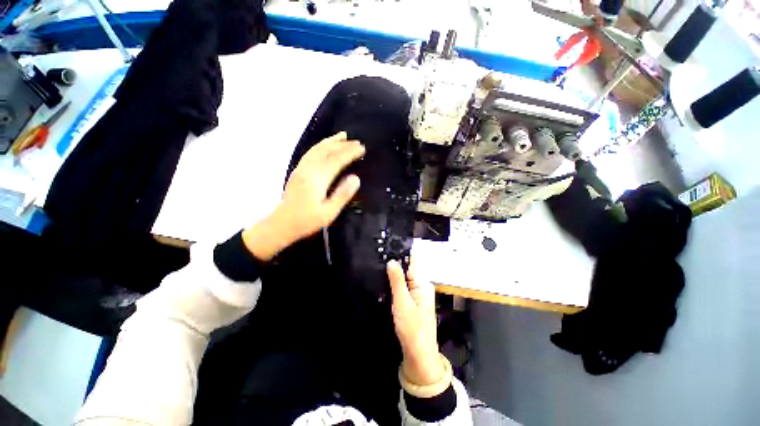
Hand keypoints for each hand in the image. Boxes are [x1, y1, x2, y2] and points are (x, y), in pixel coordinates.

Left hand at [243, 132, 364, 260]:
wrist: (282, 224)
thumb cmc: (307, 221)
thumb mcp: (329, 212)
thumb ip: (342, 194)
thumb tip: (356, 178)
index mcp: (318, 179)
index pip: (336, 160)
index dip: (350, 153)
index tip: (362, 148)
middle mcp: (309, 170)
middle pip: (327, 151)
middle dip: (343, 144)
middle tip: (357, 141)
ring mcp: (301, 169)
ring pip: (317, 149)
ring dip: (331, 141)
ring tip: (342, 135)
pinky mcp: (297, 171)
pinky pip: (310, 153)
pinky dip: (320, 145)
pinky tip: (325, 145)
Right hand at [387, 259, 444, 386]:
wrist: (419, 353)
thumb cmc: (412, 327)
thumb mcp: (402, 302)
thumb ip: (397, 280)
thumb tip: (392, 260)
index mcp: (422, 282)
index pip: (414, 260)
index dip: (403, 250)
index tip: (391, 241)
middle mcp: (422, 285)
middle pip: (409, 266)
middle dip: (397, 259)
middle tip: (380, 250)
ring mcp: (418, 293)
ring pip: (406, 275)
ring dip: (395, 270)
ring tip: (380, 260)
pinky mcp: (413, 300)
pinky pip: (404, 284)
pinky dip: (396, 280)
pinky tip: (386, 278)